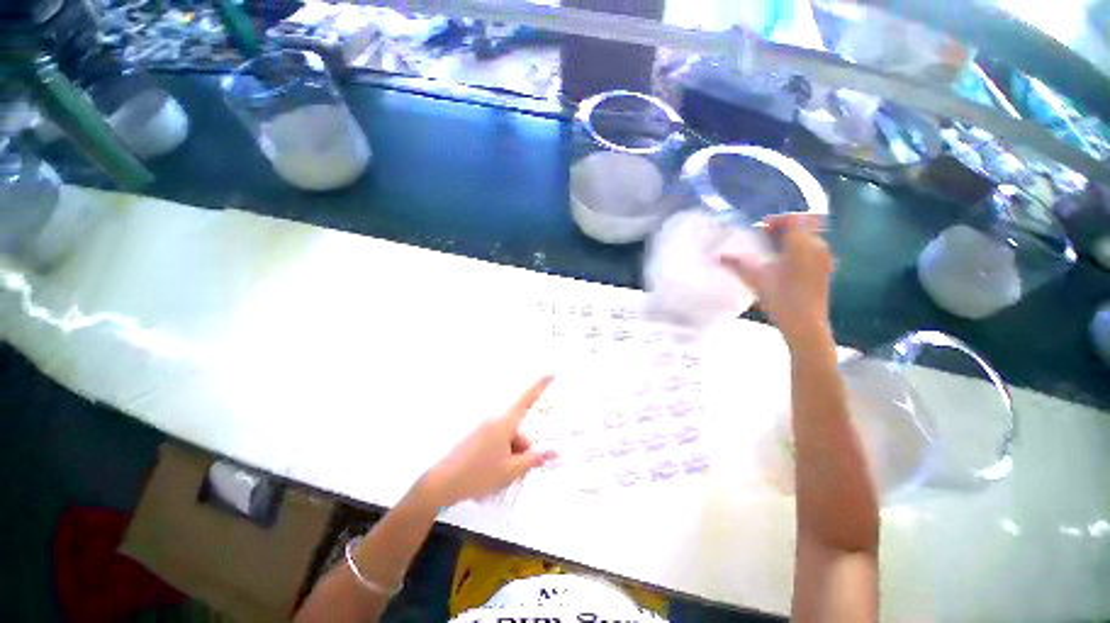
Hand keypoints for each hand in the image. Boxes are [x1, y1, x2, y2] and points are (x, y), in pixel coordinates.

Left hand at [419, 377, 555, 506]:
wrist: (441, 484)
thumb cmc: (479, 474)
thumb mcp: (511, 471)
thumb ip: (533, 460)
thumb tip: (553, 452)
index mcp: (504, 423)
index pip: (527, 400)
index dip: (540, 386)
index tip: (551, 373)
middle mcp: (494, 421)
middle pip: (517, 430)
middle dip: (521, 448)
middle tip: (515, 471)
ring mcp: (482, 429)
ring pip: (506, 439)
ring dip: (509, 455)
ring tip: (499, 476)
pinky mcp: (474, 438)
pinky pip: (494, 442)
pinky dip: (498, 456)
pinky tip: (488, 474)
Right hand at [721, 214, 832, 342]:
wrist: (805, 324)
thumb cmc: (780, 298)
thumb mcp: (754, 279)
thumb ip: (736, 263)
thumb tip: (716, 256)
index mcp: (801, 243)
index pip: (793, 218)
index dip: (777, 219)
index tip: (761, 227)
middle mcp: (817, 246)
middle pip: (803, 225)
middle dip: (783, 228)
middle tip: (764, 237)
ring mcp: (824, 258)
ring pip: (808, 238)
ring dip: (791, 238)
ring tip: (772, 251)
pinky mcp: (825, 270)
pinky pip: (812, 250)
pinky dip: (799, 249)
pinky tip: (784, 264)